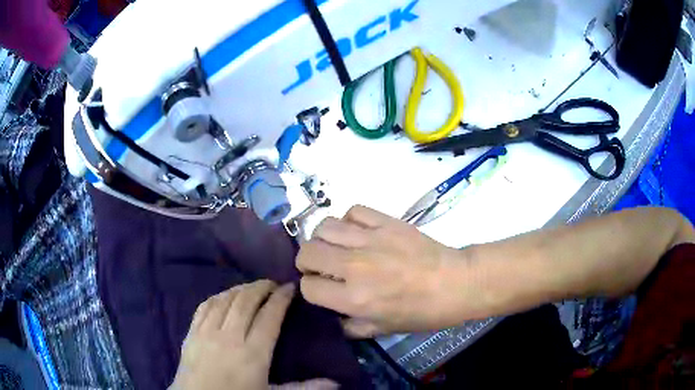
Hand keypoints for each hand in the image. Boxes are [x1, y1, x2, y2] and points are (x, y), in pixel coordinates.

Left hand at [170, 280, 334, 389]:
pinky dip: (218, 296)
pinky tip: (225, 296)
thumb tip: (336, 383)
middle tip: (273, 284)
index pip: (269, 316)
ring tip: (252, 288)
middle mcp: (230, 336)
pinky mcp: (191, 332)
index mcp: (253, 353)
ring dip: (241, 289)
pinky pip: (205, 305)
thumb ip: (303, 388)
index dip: (281, 298)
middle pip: (247, 301)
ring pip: (226, 299)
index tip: (290, 288)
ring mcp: (207, 332)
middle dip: (262, 287)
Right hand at [297, 206, 468, 337]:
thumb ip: (349, 327)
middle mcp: (355, 266)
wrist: (455, 283)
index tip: (320, 289)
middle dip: (307, 262)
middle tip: (321, 267)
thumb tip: (330, 315)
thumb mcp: (382, 330)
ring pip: (324, 227)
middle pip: (308, 252)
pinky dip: (349, 221)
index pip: (308, 287)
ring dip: (323, 239)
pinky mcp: (386, 221)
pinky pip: (353, 210)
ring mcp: (371, 239)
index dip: (310, 289)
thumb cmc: (421, 312)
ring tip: (335, 247)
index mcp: (354, 298)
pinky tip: (357, 232)